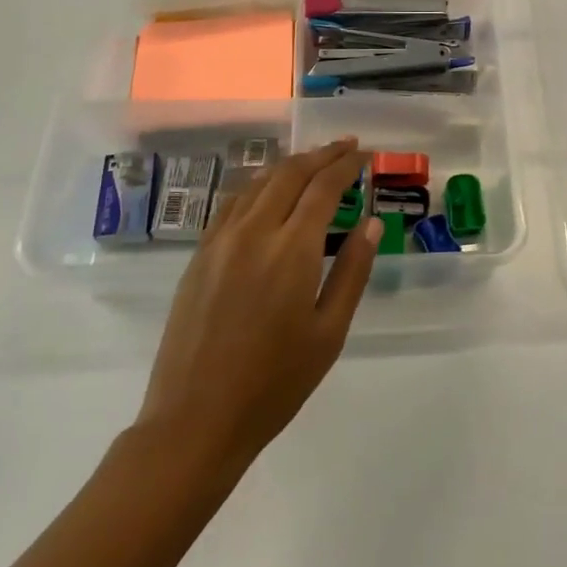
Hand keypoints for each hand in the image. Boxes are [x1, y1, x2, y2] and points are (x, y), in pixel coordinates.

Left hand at [135, 139, 380, 474]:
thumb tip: (371, 223)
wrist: (195, 420)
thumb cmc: (275, 383)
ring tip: (313, 162)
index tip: (364, 153)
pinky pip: (232, 203)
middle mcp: (253, 232)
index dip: (346, 164)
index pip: (323, 186)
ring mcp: (219, 241)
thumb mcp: (329, 332)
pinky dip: (258, 185)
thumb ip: (352, 271)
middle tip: (346, 146)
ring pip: (257, 183)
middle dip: (321, 155)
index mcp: (290, 250)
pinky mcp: (199, 256)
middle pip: (289, 174)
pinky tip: (268, 192)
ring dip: (289, 165)